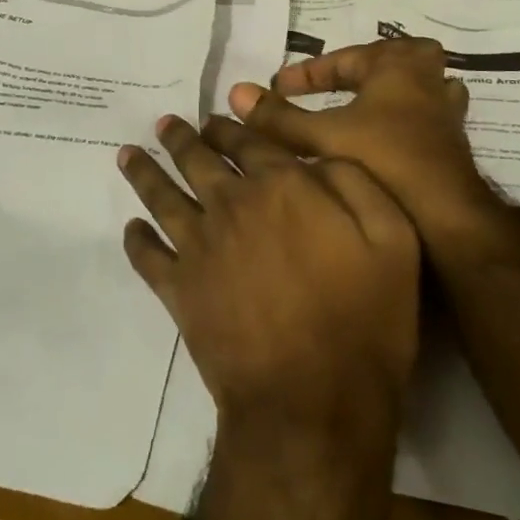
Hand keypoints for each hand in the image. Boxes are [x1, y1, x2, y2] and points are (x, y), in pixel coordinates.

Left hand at [118, 114, 419, 446]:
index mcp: (281, 185)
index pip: (247, 141)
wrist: (313, 401)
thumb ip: (354, 181)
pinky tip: (130, 227)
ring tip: (128, 154)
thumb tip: (316, 157)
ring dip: (144, 171)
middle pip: (198, 160)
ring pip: (163, 196)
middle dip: (180, 138)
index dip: (228, 127)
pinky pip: (148, 256)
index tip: (213, 117)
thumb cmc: (364, 317)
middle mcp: (232, 204)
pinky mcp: (179, 289)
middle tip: (164, 124)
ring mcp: (199, 246)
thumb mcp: (391, 236)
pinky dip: (136, 239)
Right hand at [227, 38, 511, 256]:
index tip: (281, 87)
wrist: (448, 223)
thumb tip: (237, 92)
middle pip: (399, 58)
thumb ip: (280, 117)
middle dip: (365, 68)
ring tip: (361, 110)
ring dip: (391, 94)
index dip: (310, 72)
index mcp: (398, 69)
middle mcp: (427, 84)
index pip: (346, 57)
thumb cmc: (386, 164)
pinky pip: (424, 119)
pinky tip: (379, 147)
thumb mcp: (323, 137)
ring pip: (419, 89)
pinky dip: (402, 124)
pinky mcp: (451, 148)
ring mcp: (445, 117)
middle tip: (338, 84)